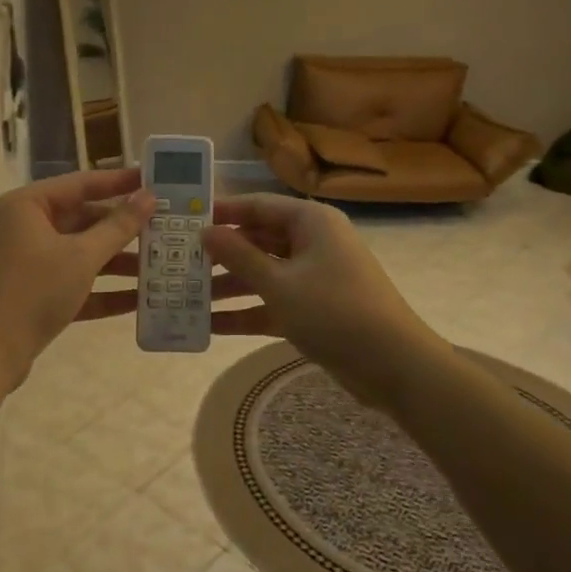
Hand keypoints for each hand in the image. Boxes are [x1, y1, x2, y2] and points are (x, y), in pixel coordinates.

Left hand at [0, 168, 156, 390]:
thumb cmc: (32, 291)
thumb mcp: (81, 257)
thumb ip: (118, 227)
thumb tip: (148, 196)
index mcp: (27, 206)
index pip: (81, 184)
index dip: (119, 182)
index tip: (153, 180)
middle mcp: (24, 228)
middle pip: (82, 220)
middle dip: (123, 230)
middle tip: (164, 228)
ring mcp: (27, 263)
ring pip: (80, 254)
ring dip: (118, 263)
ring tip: (160, 267)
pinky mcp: (33, 295)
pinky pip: (73, 284)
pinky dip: (102, 291)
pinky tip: (139, 300)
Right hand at [200, 194, 438, 409]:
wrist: (394, 365)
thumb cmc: (334, 311)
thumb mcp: (279, 283)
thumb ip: (239, 256)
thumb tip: (205, 232)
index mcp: (310, 222)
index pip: (256, 205)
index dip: (220, 212)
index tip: (182, 220)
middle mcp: (312, 242)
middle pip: (257, 239)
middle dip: (220, 254)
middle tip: (176, 261)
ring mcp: (314, 277)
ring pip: (262, 273)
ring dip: (228, 286)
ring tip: (184, 295)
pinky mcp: (314, 309)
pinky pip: (273, 302)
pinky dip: (246, 312)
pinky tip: (209, 326)